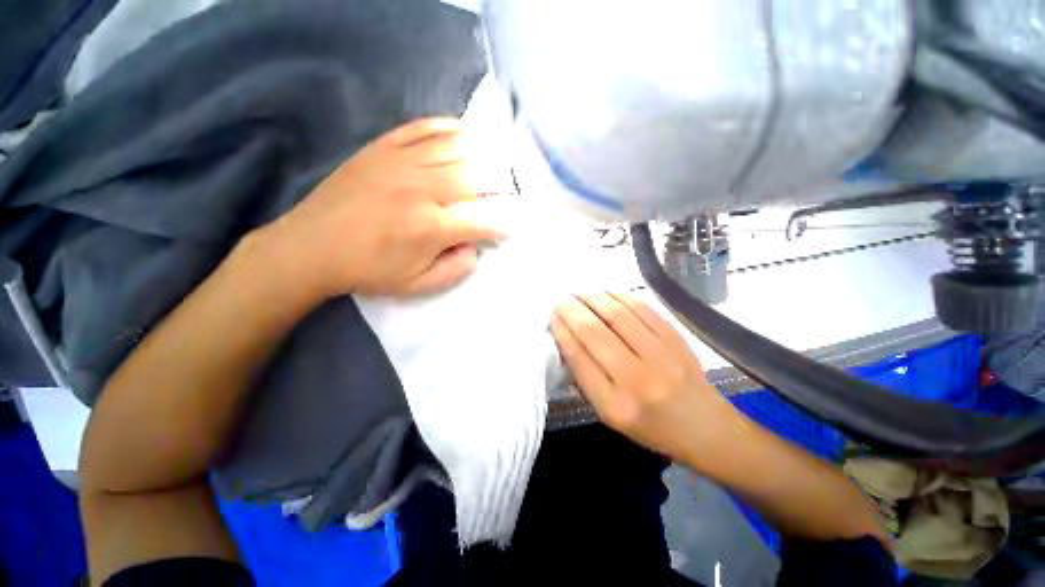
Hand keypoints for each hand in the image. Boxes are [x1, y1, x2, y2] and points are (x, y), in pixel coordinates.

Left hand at [269, 117, 503, 298]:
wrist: (312, 246)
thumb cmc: (368, 270)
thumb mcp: (417, 286)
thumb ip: (455, 270)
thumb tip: (475, 247)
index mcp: (431, 227)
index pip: (483, 220)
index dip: (502, 225)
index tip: (507, 229)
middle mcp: (423, 189)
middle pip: (476, 177)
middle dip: (498, 187)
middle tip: (504, 193)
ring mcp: (402, 162)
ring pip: (456, 148)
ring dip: (481, 155)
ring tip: (492, 163)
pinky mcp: (383, 147)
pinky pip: (424, 128)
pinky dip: (448, 128)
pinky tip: (462, 134)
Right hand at [550, 292, 731, 462]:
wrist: (705, 427)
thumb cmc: (650, 426)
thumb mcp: (609, 414)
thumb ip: (585, 377)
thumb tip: (567, 336)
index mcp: (615, 405)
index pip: (579, 358)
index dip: (562, 331)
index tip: (552, 316)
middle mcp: (638, 379)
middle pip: (595, 332)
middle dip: (571, 310)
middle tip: (560, 299)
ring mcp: (661, 355)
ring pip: (617, 314)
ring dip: (592, 298)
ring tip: (578, 292)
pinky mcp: (677, 339)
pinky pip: (642, 308)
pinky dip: (619, 296)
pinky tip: (606, 293)